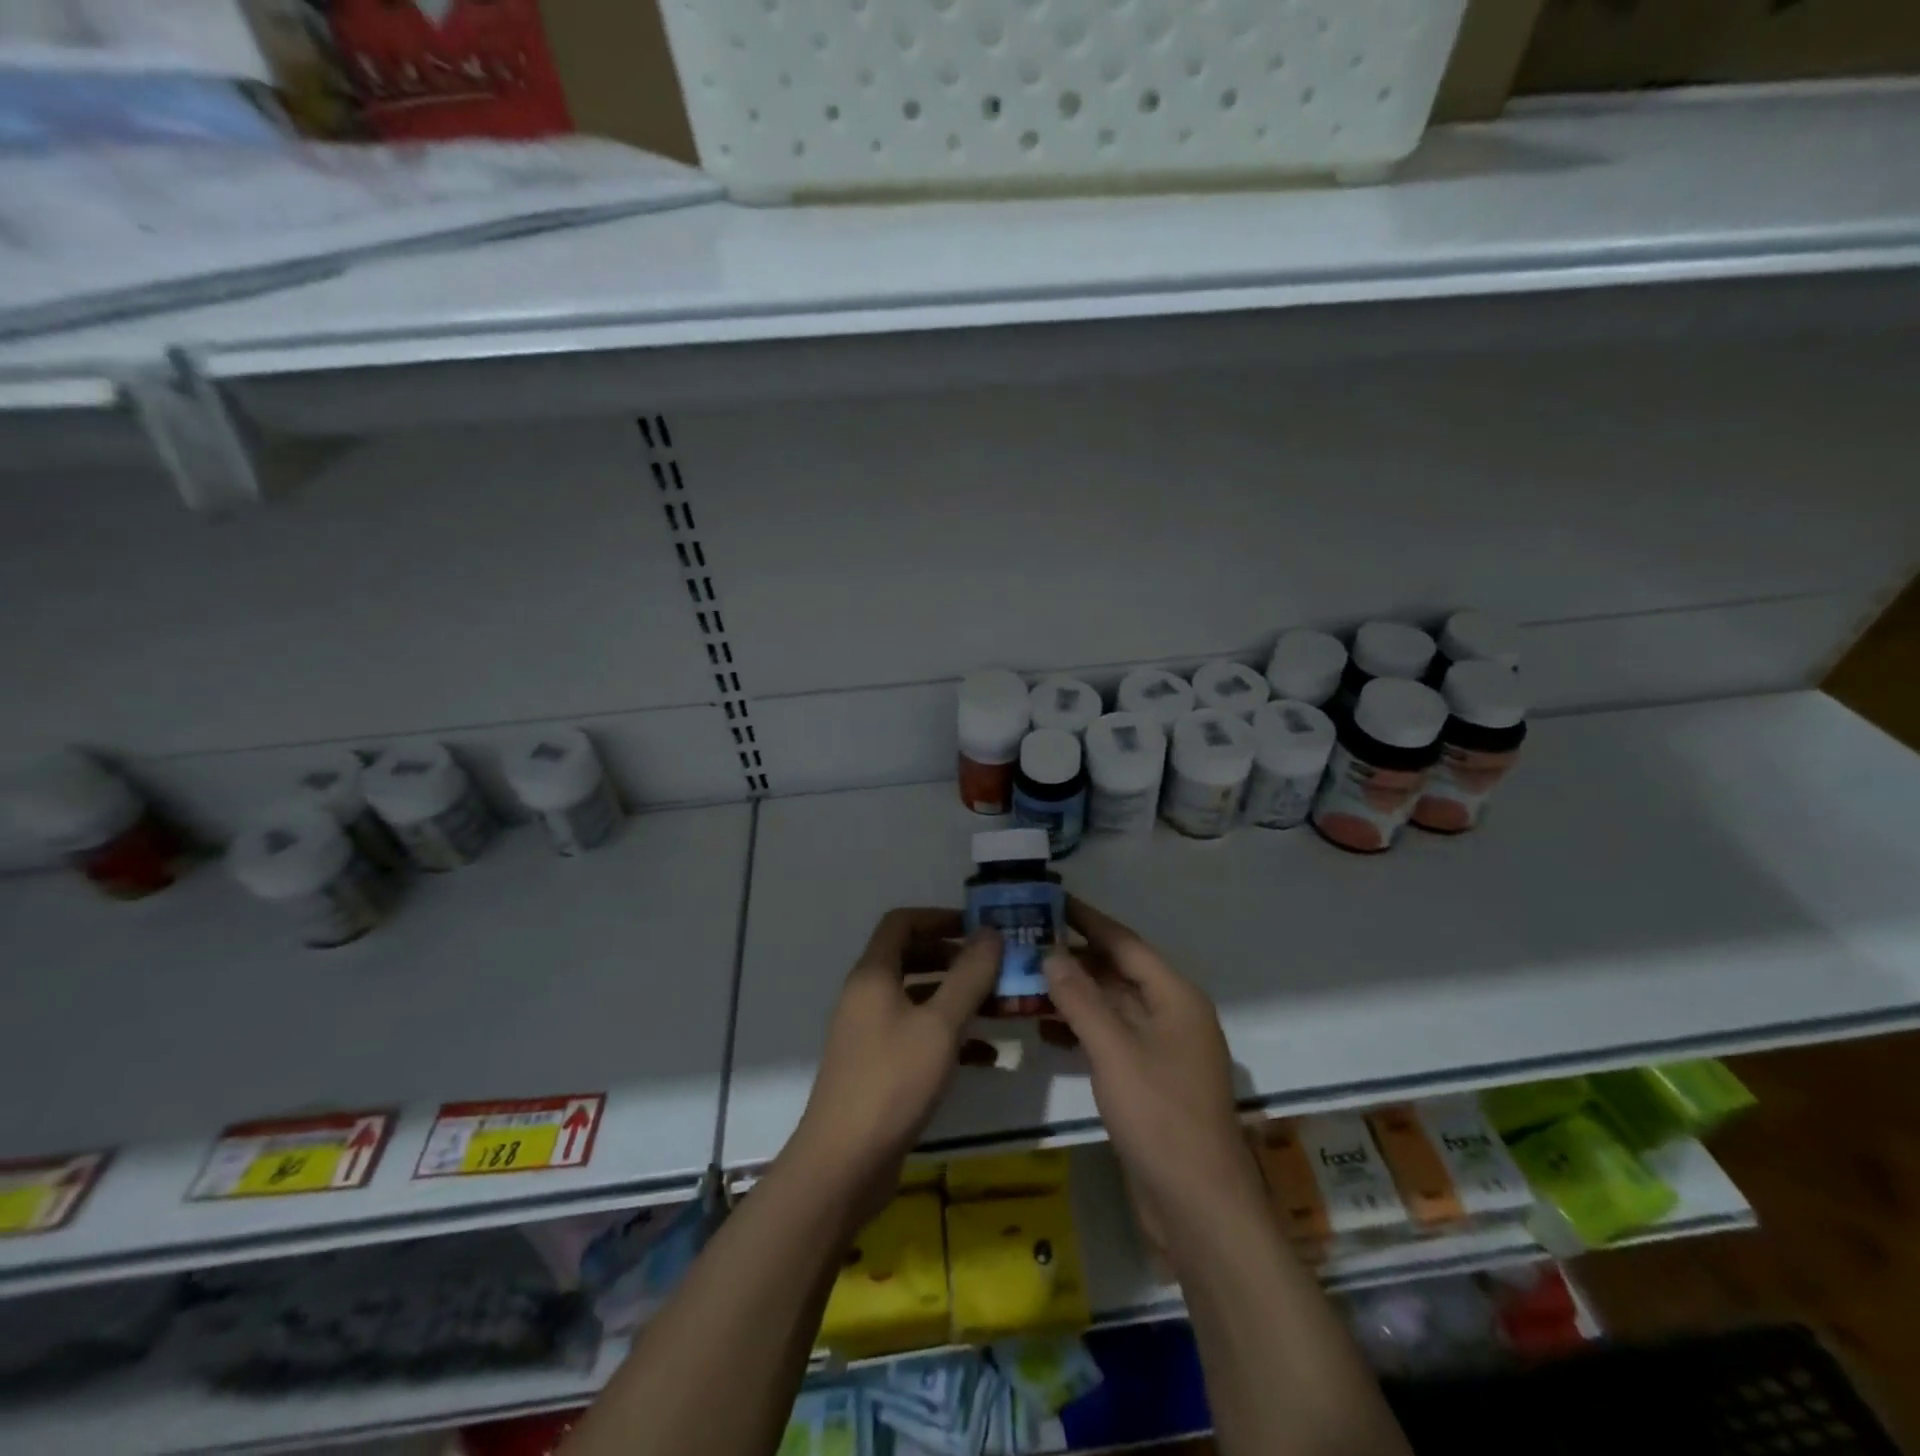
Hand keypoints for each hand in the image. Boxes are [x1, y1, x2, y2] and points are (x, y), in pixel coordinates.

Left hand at [785, 908, 999, 1224]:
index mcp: (874, 975)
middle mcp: (868, 996)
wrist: (844, 1163)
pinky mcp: (880, 1067)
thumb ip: (968, 976)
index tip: (979, 928)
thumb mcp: (940, 1025)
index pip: (902, 922)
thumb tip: (990, 932)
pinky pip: (919, 1035)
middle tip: (996, 966)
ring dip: (957, 998)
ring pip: (919, 999)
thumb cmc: (893, 1081)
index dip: (939, 917)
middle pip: (912, 958)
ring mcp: (871, 1033)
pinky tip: (987, 1055)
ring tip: (1000, 1005)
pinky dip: (950, 1036)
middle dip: (955, 958)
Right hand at [1044, 897, 1263, 1234]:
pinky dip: (1081, 1028)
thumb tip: (1051, 953)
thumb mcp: (1114, 1050)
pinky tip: (1046, 1028)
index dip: (1087, 919)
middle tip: (1026, 941)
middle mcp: (1172, 1015)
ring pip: (1112, 1006)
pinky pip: (1112, 1038)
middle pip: (1118, 972)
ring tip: (1025, 980)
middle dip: (1074, 958)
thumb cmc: (1160, 1116)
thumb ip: (1080, 998)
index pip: (1124, 942)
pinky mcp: (1150, 1080)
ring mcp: (1163, 1050)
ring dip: (1073, 994)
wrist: (1198, 1207)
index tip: (1050, 899)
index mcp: (1175, 997)